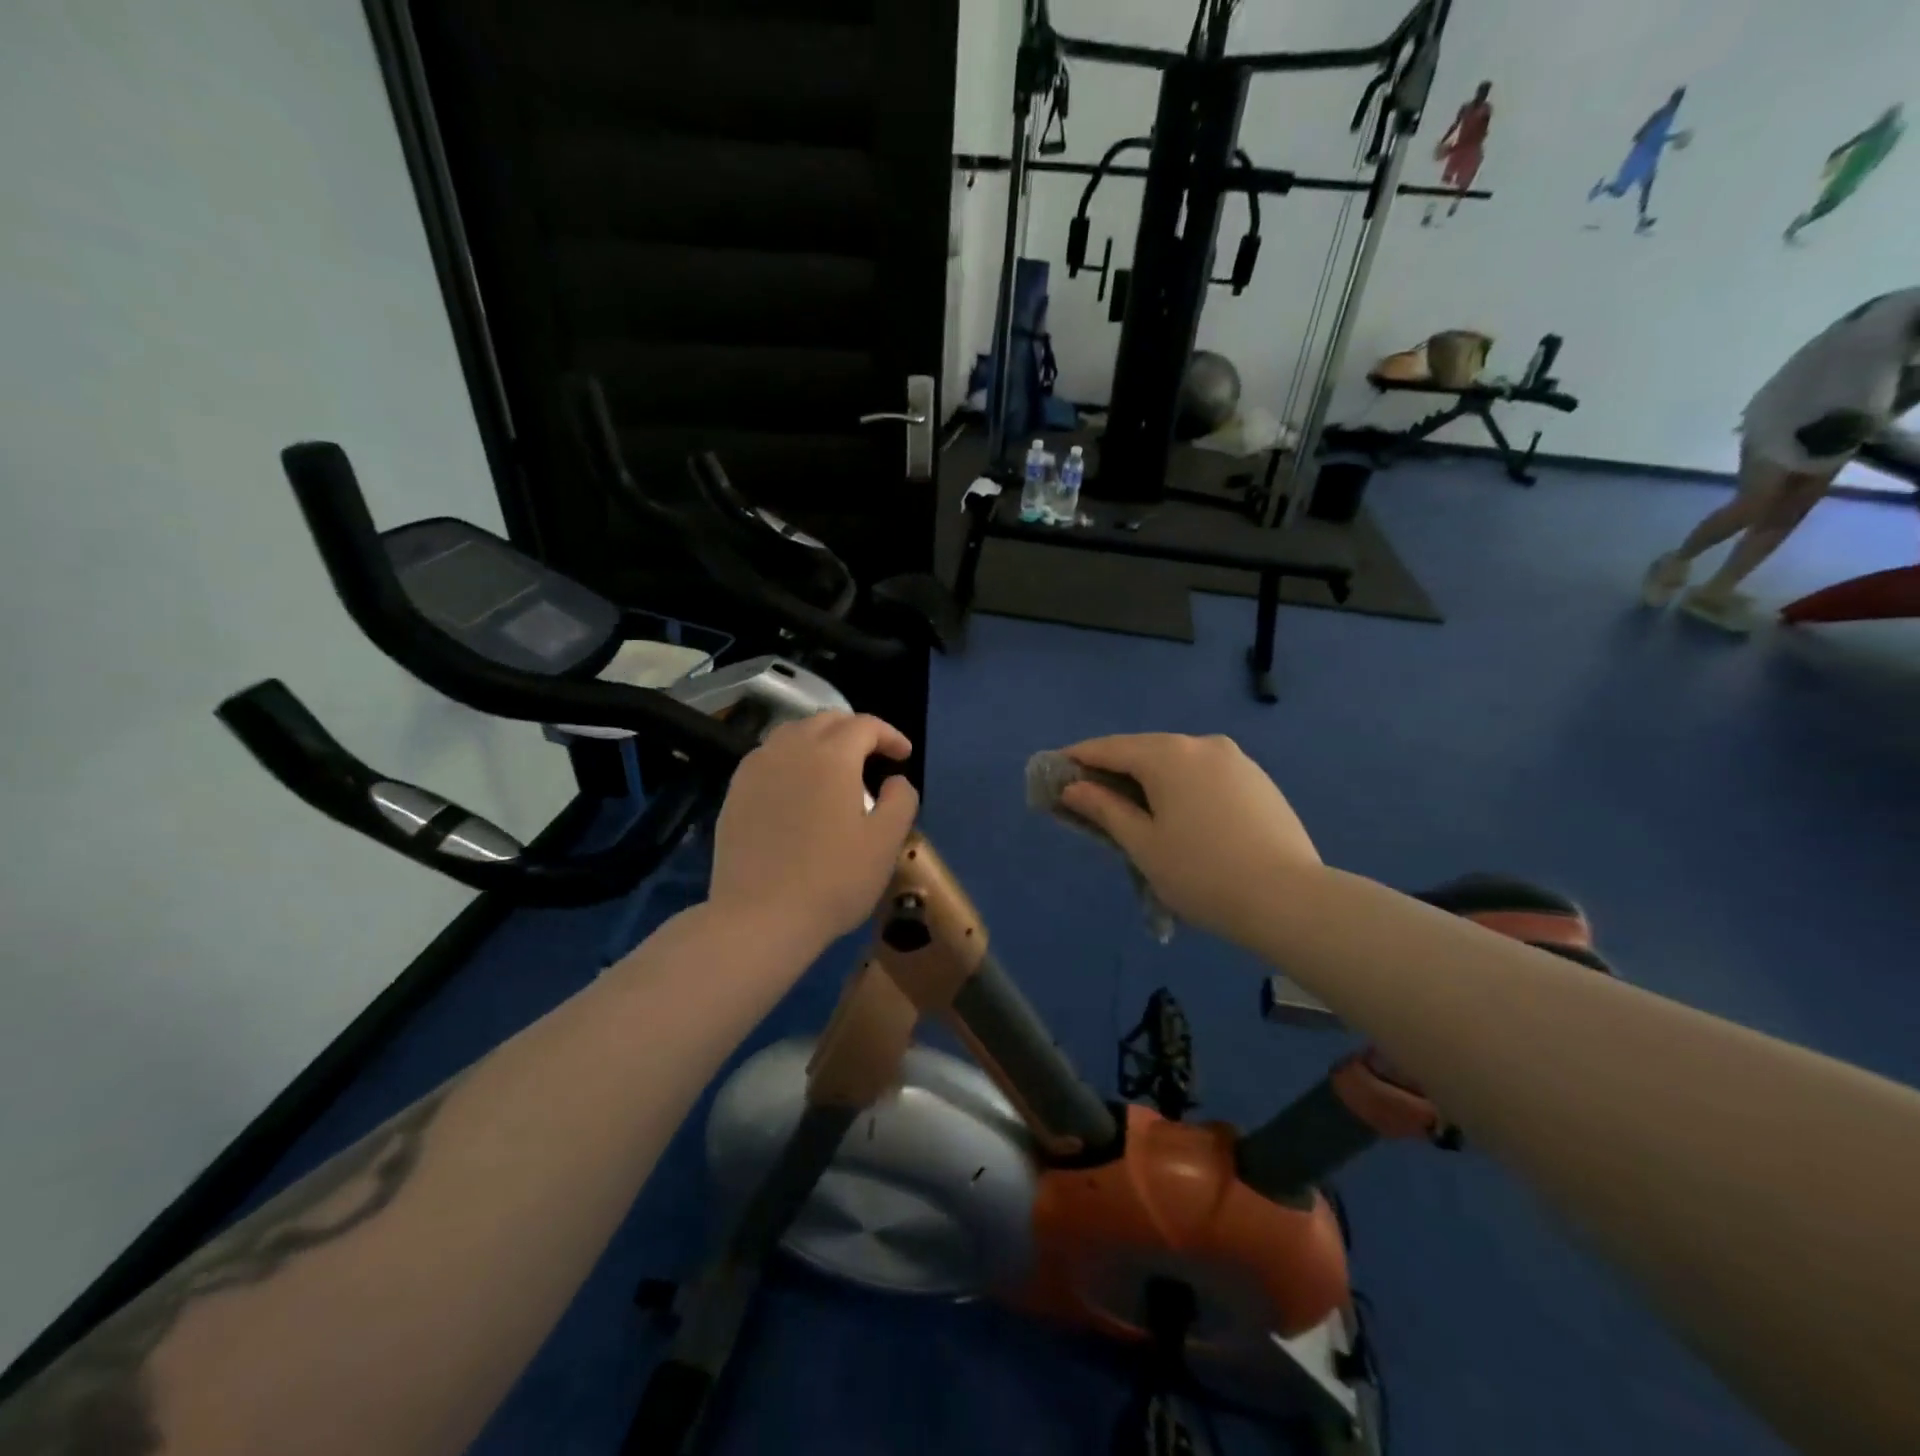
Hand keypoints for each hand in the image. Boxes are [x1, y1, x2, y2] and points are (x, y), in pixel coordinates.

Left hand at [709, 713, 919, 951]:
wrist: (759, 917)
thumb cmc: (832, 880)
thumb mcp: (885, 842)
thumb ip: (900, 800)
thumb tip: (896, 780)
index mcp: (831, 756)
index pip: (865, 725)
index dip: (890, 735)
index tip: (903, 756)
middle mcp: (790, 749)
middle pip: (826, 721)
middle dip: (855, 731)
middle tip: (873, 757)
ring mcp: (756, 768)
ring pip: (792, 733)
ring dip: (820, 740)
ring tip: (835, 768)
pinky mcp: (735, 791)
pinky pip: (768, 757)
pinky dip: (791, 758)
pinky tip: (798, 787)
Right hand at [1058, 733, 1320, 947]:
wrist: (1290, 900)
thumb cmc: (1202, 874)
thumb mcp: (1142, 844)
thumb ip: (1104, 809)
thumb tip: (1073, 787)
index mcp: (1169, 755)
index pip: (1109, 748)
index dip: (1077, 758)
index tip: (1052, 769)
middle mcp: (1202, 744)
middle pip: (1144, 750)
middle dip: (1113, 768)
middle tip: (1088, 794)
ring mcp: (1236, 759)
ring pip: (1177, 761)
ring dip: (1149, 777)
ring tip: (1132, 807)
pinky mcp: (1257, 779)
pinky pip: (1204, 773)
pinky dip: (1180, 785)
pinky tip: (1178, 813)